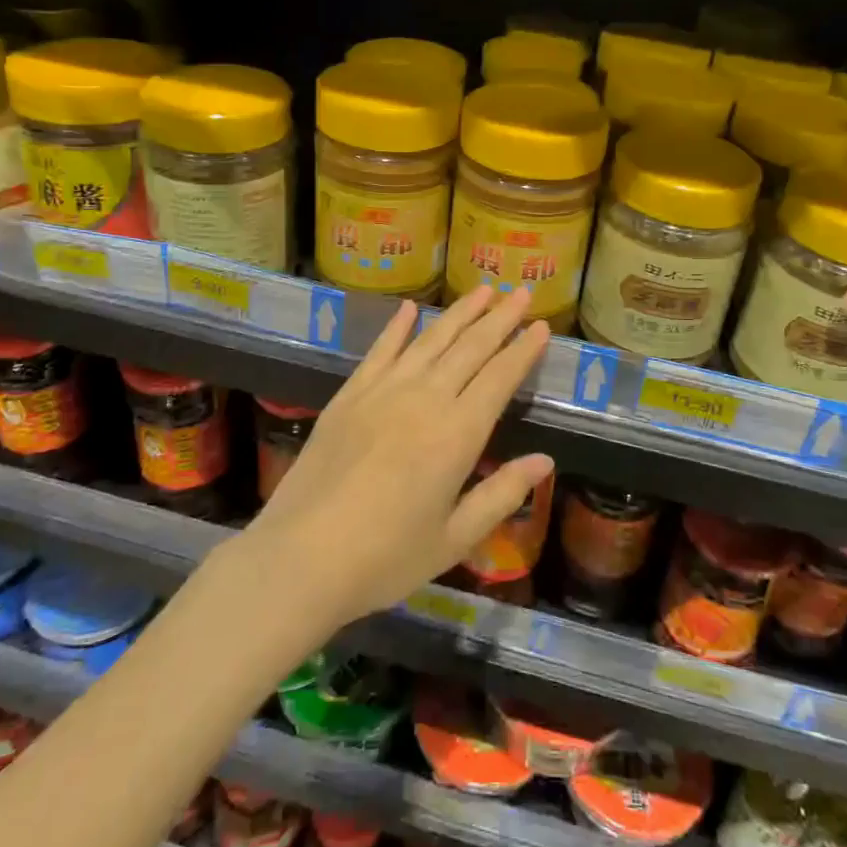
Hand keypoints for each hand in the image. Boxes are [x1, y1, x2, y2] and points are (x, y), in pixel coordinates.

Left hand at [237, 284, 551, 630]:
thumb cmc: (386, 557)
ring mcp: (383, 391)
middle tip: (522, 292)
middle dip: (500, 318)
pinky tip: (409, 308)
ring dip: (460, 312)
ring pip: (430, 339)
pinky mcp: (350, 394)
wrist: (301, 557)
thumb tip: (545, 461)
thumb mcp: (454, 540)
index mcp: (458, 434)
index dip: (523, 350)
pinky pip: (380, 350)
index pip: (500, 378)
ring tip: (483, 289)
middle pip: (471, 348)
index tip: (543, 325)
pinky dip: (397, 326)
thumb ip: (502, 495)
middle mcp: (425, 399)